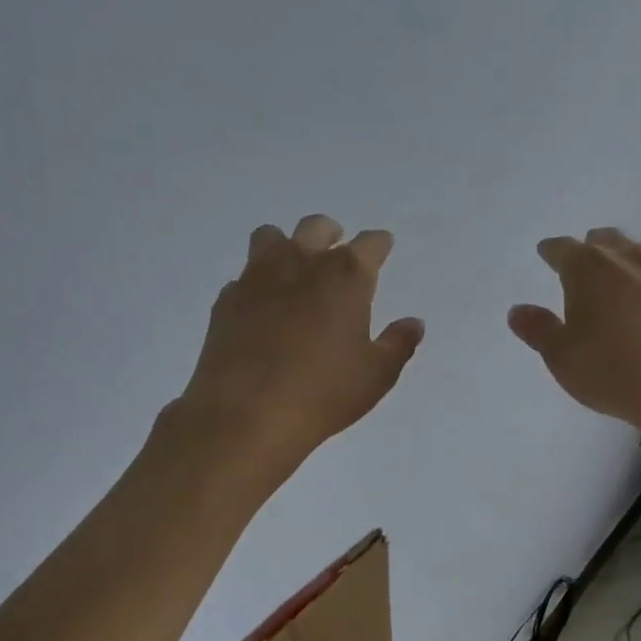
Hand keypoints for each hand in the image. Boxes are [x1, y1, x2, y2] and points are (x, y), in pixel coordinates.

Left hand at [177, 214, 424, 476]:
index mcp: (346, 276)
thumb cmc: (323, 393)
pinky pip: (243, 277)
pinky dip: (256, 285)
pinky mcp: (227, 299)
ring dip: (286, 247)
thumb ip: (398, 343)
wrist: (246, 413)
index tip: (382, 249)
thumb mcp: (376, 375)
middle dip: (331, 234)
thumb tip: (414, 323)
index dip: (379, 245)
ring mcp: (258, 277)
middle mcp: (302, 263)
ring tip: (293, 271)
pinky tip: (261, 310)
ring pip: (271, 237)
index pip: (370, 243)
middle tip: (337, 252)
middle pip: (317, 227)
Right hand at [508, 228, 640, 454]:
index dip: (552, 252)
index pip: (562, 248)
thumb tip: (518, 311)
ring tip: (620, 283)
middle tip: (583, 268)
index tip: (546, 254)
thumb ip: (538, 329)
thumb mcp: (562, 357)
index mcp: (588, 267)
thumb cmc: (613, 370)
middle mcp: (629, 258)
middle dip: (591, 249)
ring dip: (626, 262)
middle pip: (605, 240)